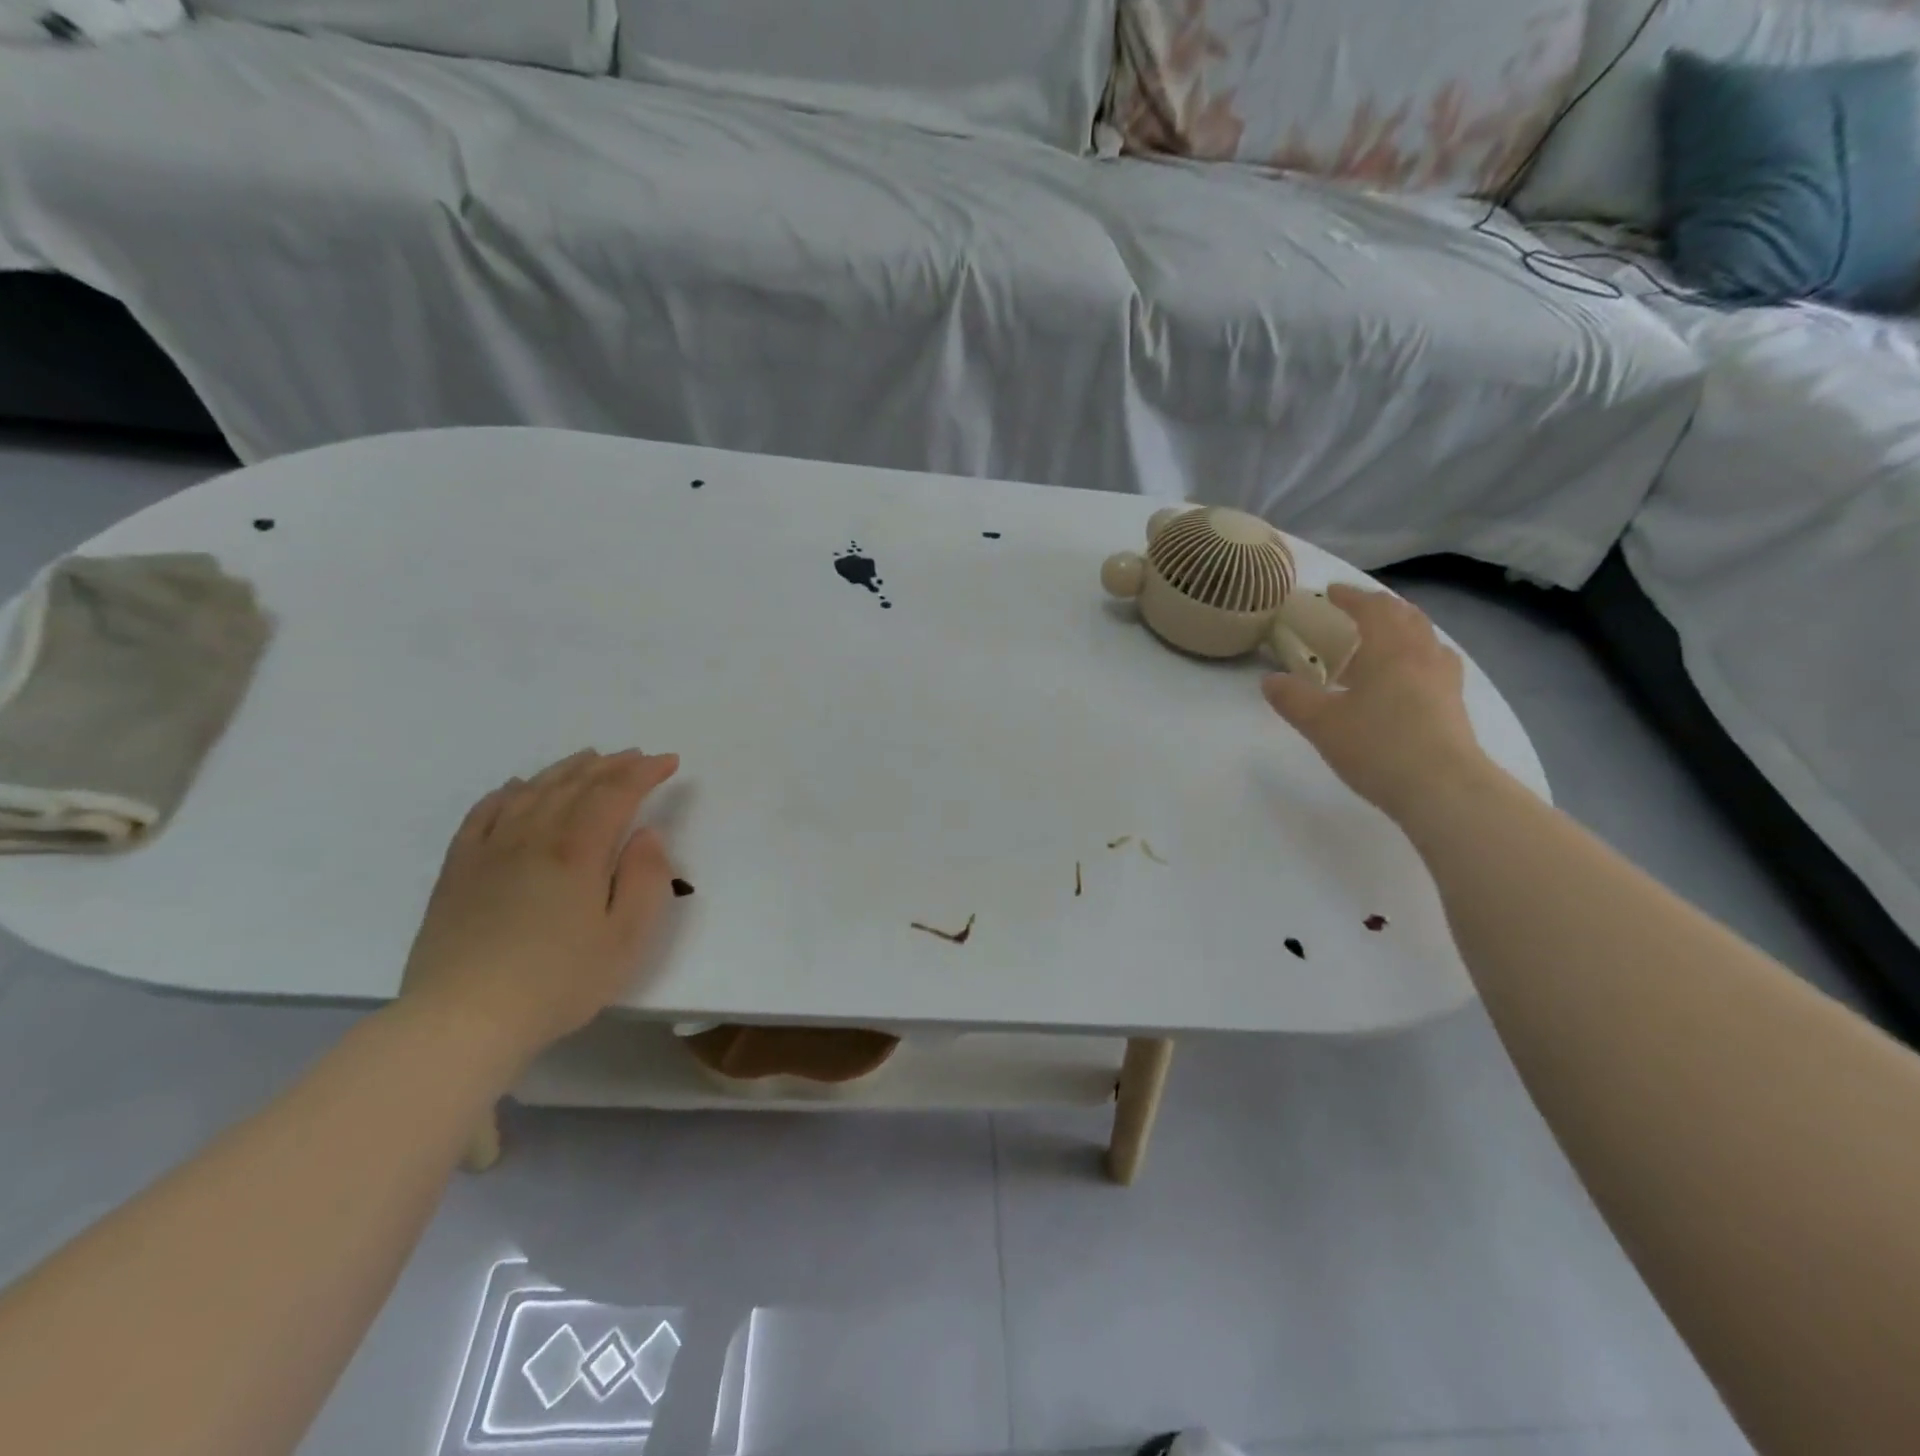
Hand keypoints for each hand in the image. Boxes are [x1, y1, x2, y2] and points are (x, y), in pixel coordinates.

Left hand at [398, 749, 681, 1064]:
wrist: (461, 1021)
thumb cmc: (557, 982)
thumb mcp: (625, 938)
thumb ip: (645, 879)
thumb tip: (647, 835)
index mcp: (577, 851)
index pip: (616, 793)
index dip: (644, 772)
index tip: (668, 762)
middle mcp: (533, 837)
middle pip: (575, 785)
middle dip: (611, 765)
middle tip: (636, 756)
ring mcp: (490, 850)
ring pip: (532, 791)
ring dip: (565, 770)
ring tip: (588, 759)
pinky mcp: (458, 870)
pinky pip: (483, 814)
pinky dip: (506, 792)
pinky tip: (517, 787)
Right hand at [1262, 585, 1492, 822]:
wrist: (1442, 788)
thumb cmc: (1377, 746)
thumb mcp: (1321, 723)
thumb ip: (1293, 698)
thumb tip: (1269, 680)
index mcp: (1388, 649)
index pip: (1370, 608)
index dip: (1349, 596)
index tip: (1329, 592)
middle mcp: (1421, 654)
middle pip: (1405, 616)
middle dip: (1379, 607)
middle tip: (1355, 611)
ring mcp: (1443, 679)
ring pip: (1425, 638)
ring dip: (1402, 629)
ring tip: (1382, 640)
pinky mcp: (1454, 704)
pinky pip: (1436, 663)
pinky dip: (1418, 656)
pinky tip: (1408, 676)